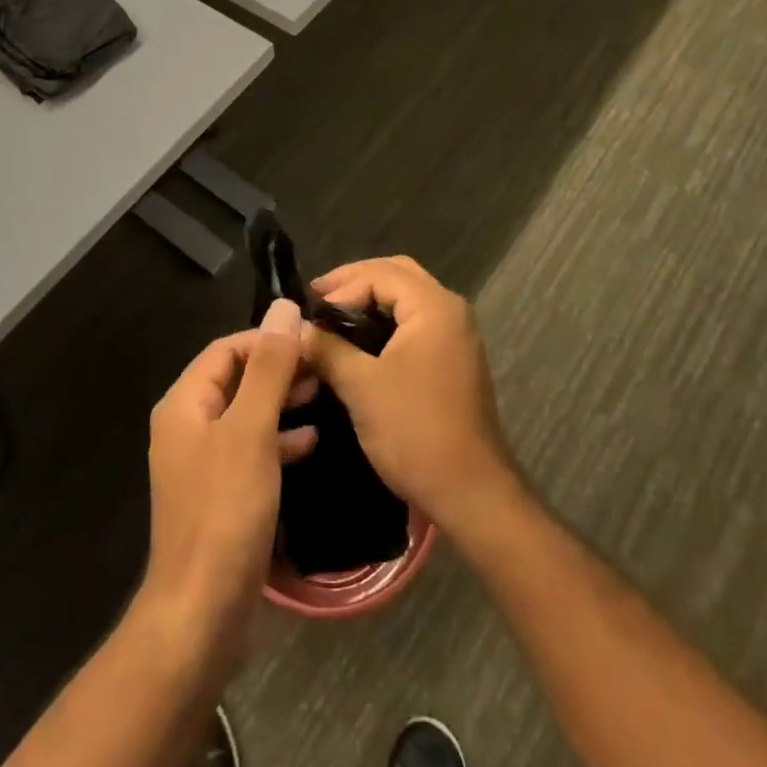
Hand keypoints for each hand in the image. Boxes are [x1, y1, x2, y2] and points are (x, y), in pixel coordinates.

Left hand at [140, 300, 317, 666]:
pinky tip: (311, 442)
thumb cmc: (225, 512)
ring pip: (246, 415)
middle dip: (278, 370)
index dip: (267, 339)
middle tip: (323, 369)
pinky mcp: (220, 495)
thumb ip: (269, 369)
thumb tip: (283, 308)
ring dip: (281, 402)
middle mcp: (188, 427)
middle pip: (236, 380)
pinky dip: (278, 440)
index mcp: (185, 404)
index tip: (311, 341)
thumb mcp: (251, 431)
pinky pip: (251, 451)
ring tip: (323, 396)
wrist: (202, 613)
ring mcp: (202, 464)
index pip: (226, 350)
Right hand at [302, 257, 520, 541]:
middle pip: (397, 274)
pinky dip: (386, 322)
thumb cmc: (415, 432)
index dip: (340, 287)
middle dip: (355, 282)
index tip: (307, 311)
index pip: (379, 273)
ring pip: (407, 298)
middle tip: (318, 300)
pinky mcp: (454, 359)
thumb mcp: (361, 386)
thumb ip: (326, 348)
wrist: (471, 493)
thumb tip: (295, 328)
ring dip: (371, 300)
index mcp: (434, 306)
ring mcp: (456, 335)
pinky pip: (416, 322)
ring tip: (332, 318)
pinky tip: (359, 342)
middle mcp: (450, 310)